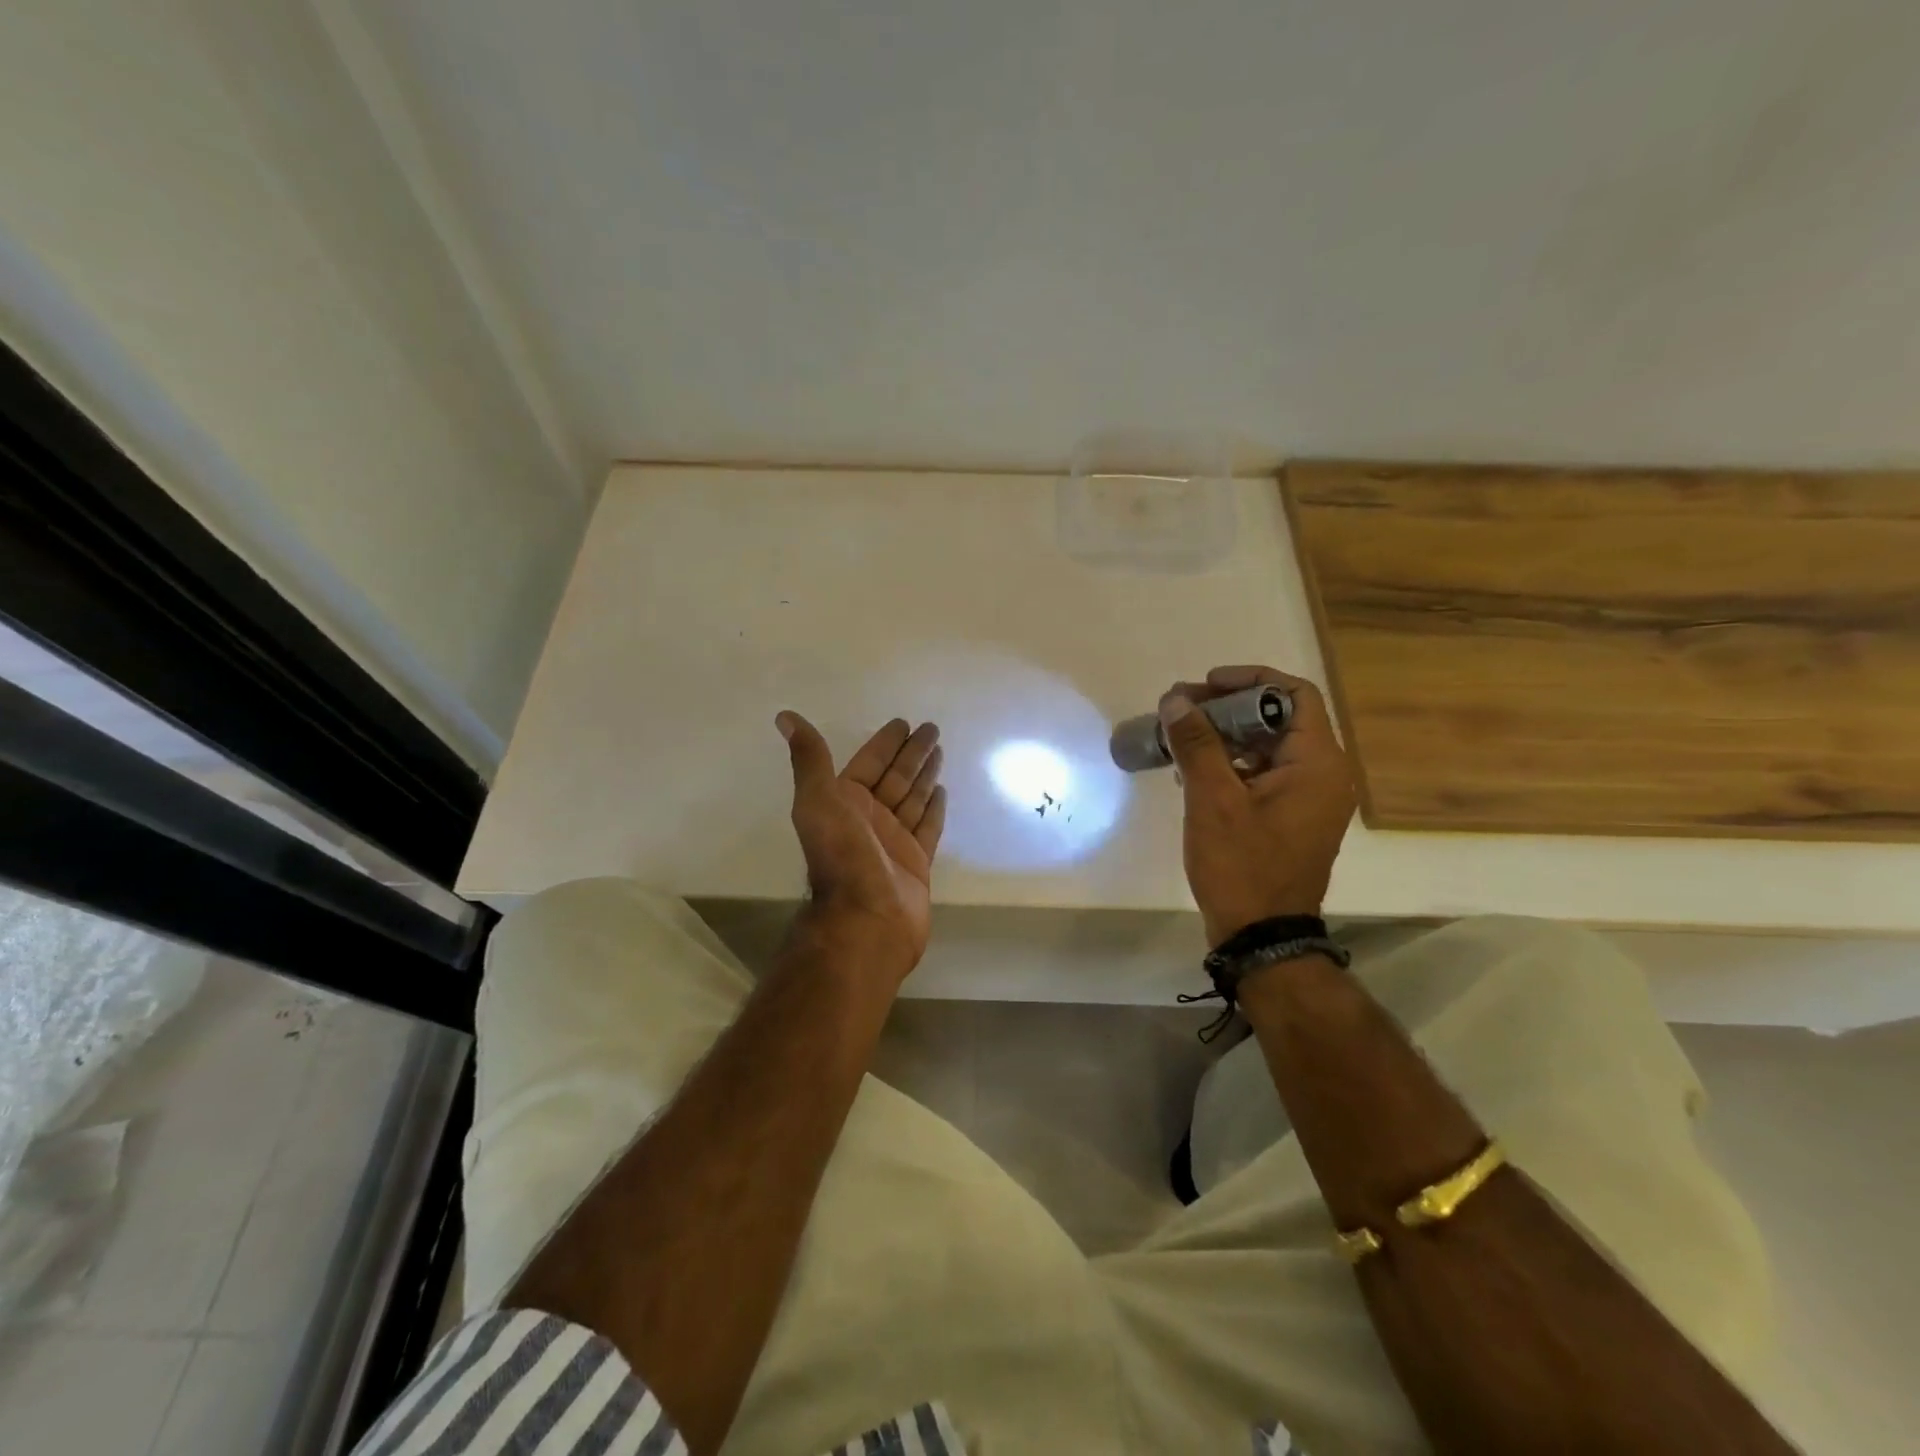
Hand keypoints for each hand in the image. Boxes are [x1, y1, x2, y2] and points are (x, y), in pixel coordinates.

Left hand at [776, 711, 946, 985]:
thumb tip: (784, 716)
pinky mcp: (915, 862)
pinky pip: (927, 827)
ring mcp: (893, 841)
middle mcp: (868, 819)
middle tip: (933, 729)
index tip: (903, 722)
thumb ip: (809, 759)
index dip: (885, 743)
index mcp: (844, 803)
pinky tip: (942, 790)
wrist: (866, 919)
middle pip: (894, 777)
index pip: (868, 763)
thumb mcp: (819, 801)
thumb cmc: (842, 857)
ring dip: (924, 775)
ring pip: (912, 799)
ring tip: (940, 750)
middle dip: (911, 753)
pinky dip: (934, 808)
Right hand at [1158, 665, 1356, 945]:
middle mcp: (1323, 775)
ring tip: (1180, 738)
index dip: (1250, 680)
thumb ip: (1196, 744)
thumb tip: (1176, 700)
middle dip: (1227, 708)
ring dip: (1225, 736)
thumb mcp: (1213, 800)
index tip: (1206, 684)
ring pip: (1267, 747)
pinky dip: (1232, 764)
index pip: (1294, 695)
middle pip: (1278, 719)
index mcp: (1317, 763)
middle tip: (1181, 709)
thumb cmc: (1242, 865)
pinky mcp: (1291, 817)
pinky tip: (1192, 772)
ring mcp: (1309, 799)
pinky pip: (1264, 774)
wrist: (1261, 935)